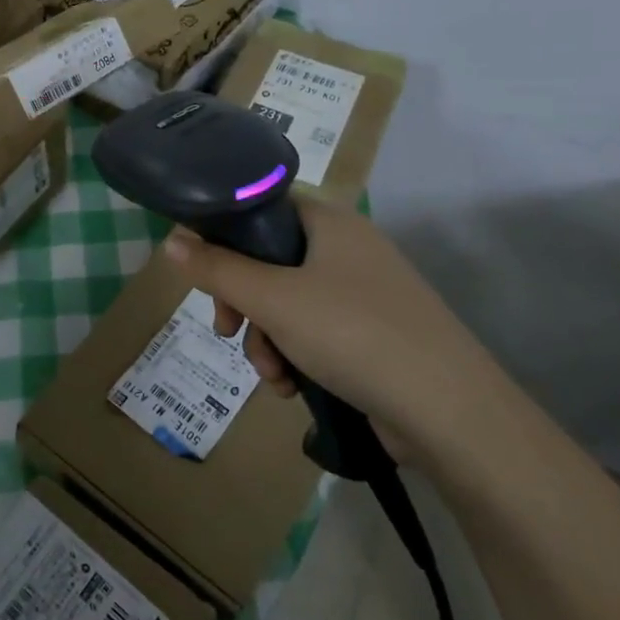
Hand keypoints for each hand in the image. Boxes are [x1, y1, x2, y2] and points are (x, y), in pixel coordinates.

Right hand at [162, 195, 501, 451]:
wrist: (450, 412)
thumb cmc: (353, 333)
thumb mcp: (272, 299)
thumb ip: (217, 269)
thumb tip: (169, 242)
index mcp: (329, 222)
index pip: (261, 207)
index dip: (224, 235)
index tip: (203, 273)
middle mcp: (347, 249)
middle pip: (268, 260)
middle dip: (242, 302)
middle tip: (226, 330)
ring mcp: (363, 294)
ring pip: (286, 303)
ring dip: (266, 338)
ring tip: (273, 375)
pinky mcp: (372, 335)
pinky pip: (313, 333)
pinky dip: (295, 356)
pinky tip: (293, 387)